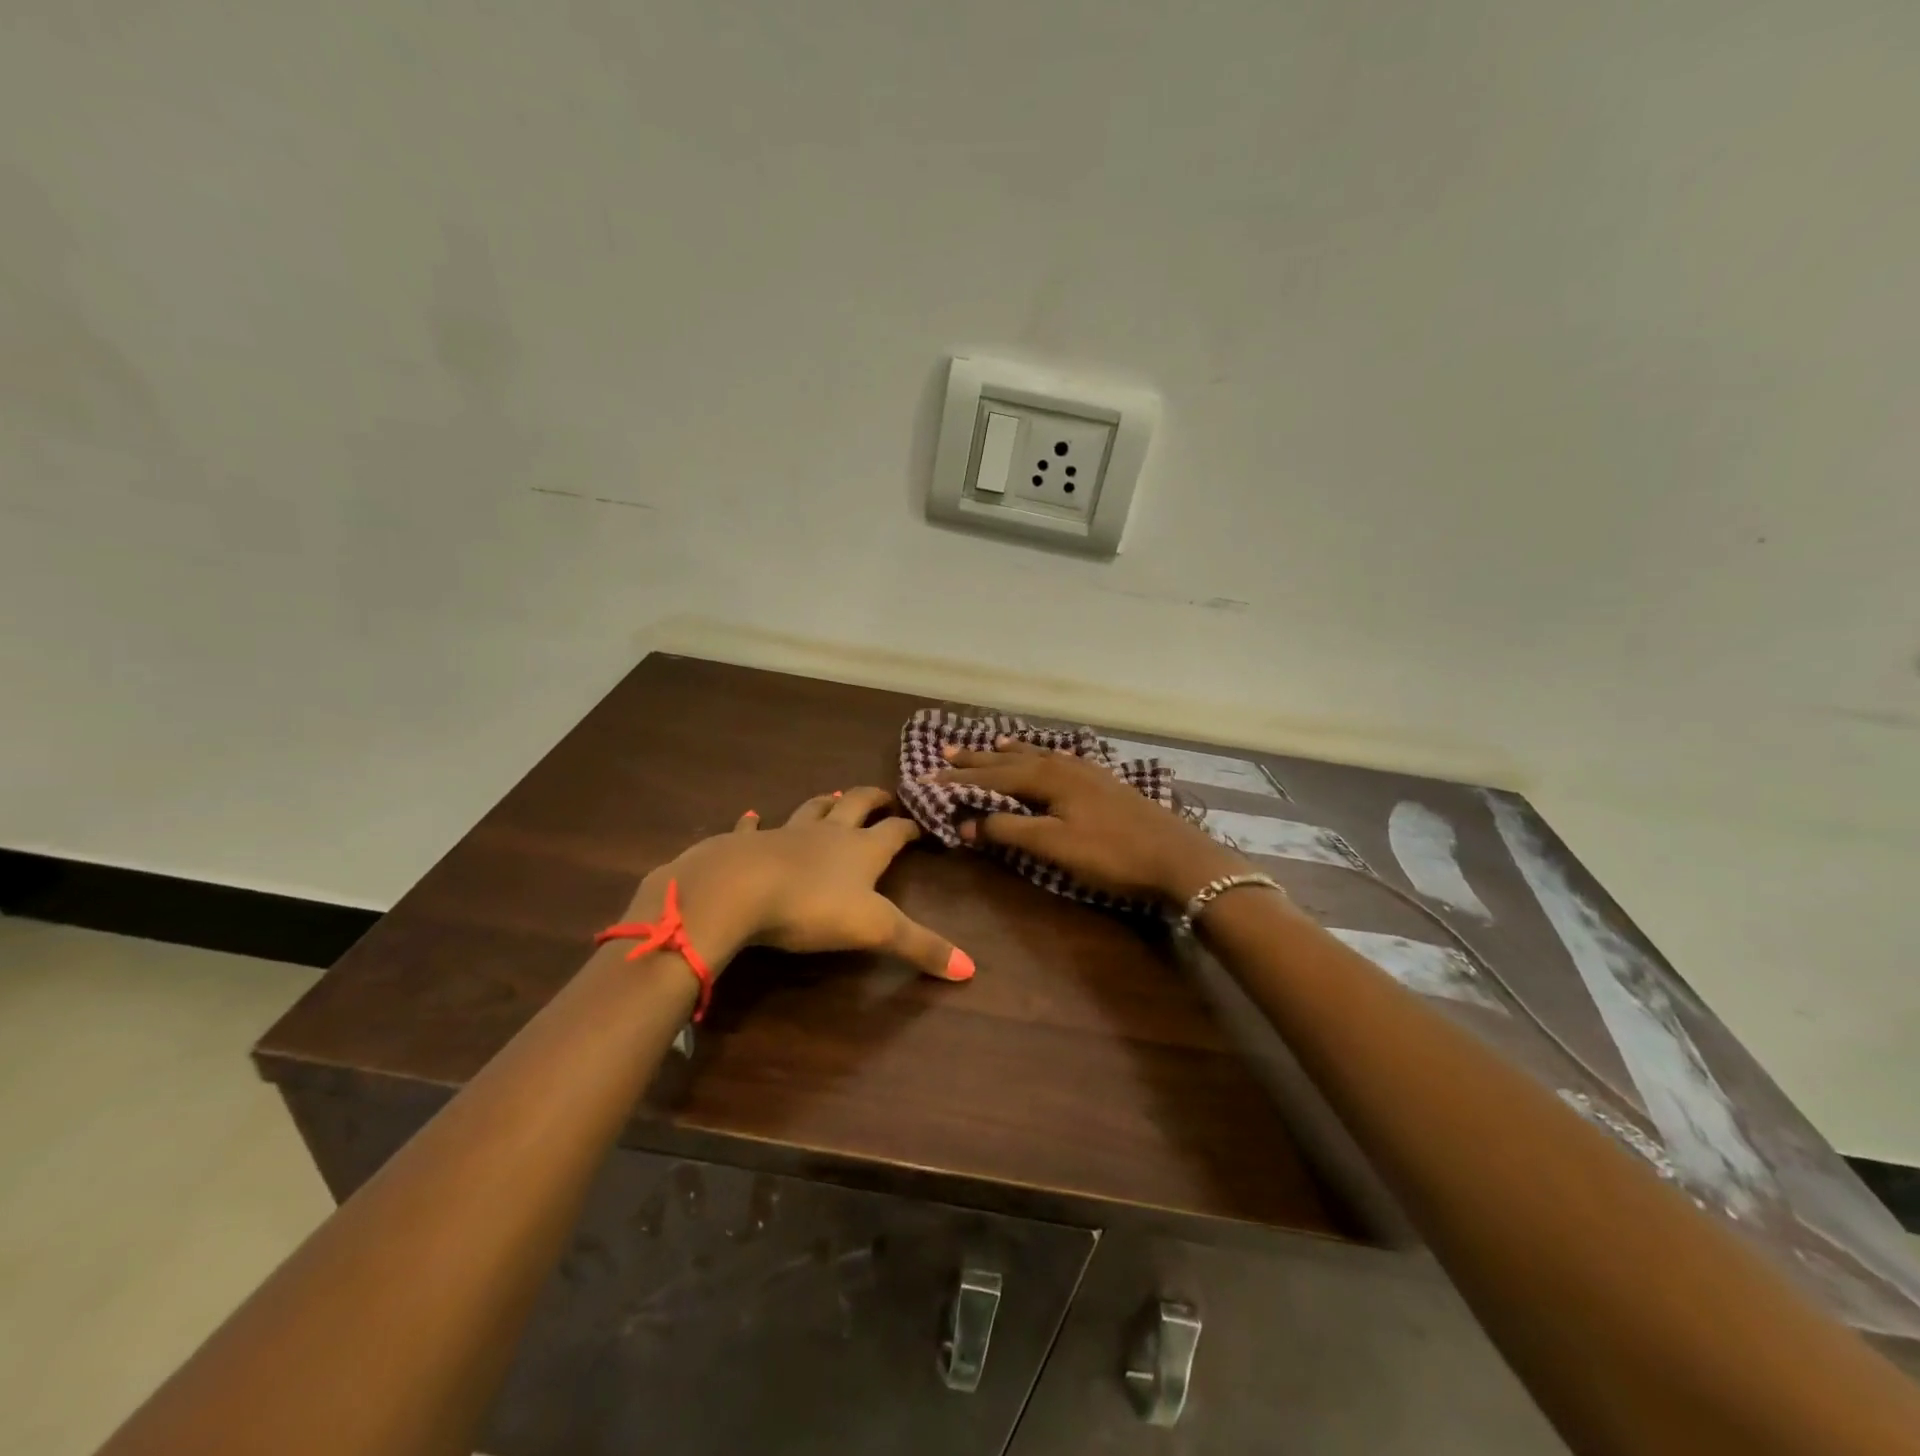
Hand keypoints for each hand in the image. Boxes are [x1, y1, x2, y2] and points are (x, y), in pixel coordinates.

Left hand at [628, 788, 972, 980]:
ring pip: (811, 809)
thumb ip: (920, 947)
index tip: (922, 825)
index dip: (910, 827)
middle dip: (873, 799)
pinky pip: (753, 828)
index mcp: (862, 850)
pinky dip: (754, 822)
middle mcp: (828, 834)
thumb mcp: (875, 930)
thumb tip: (971, 969)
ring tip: (833, 796)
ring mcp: (786, 834)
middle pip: (856, 805)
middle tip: (885, 797)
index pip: (895, 832)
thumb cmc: (813, 906)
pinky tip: (752, 817)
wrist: (738, 889)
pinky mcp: (747, 844)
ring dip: (824, 803)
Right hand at [933, 740, 1248, 904]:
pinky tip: (1045, 758)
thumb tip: (967, 824)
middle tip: (945, 753)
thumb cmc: (1111, 853)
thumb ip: (1009, 831)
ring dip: (1007, 753)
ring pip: (1035, 756)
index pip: (991, 776)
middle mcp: (1062, 765)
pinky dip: (1038, 757)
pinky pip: (1057, 760)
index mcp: (1047, 777)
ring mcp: (1085, 771)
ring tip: (988, 745)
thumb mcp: (1054, 846)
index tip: (925, 780)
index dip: (957, 781)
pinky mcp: (1102, 782)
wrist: (1177, 856)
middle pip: (1011, 760)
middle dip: (977, 759)